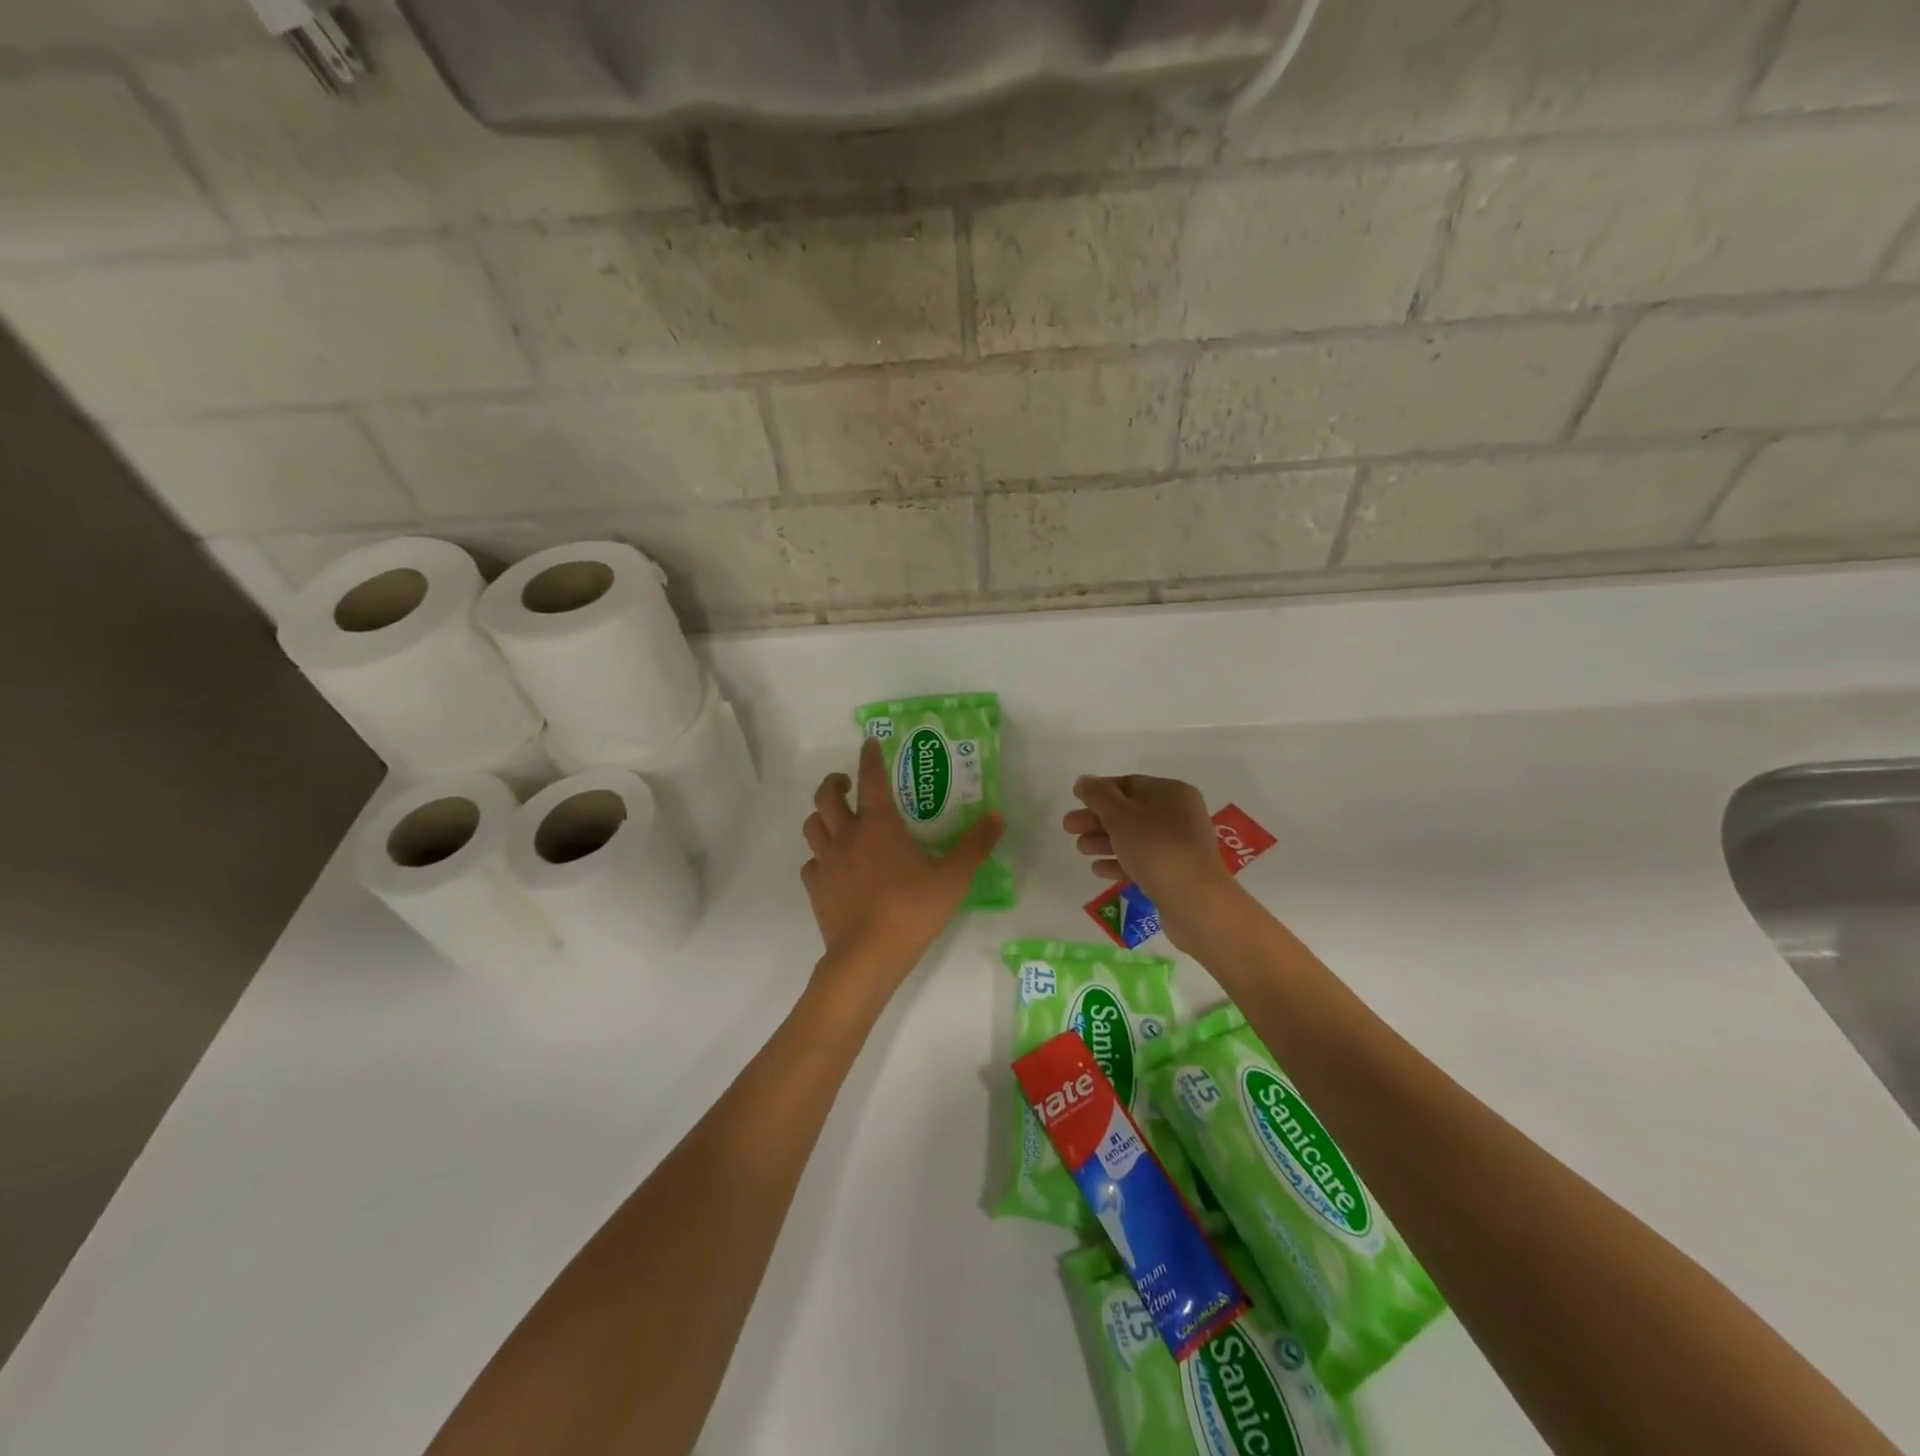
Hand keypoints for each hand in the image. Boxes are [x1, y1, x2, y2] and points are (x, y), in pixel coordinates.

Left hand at [801, 737, 1002, 1010]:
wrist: (868, 955)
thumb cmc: (912, 909)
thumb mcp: (954, 877)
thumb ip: (975, 845)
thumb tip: (997, 816)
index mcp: (879, 825)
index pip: (871, 779)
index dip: (870, 757)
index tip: (869, 743)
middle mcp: (847, 836)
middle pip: (827, 797)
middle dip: (834, 782)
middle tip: (846, 782)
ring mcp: (827, 863)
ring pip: (813, 826)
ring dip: (822, 816)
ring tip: (836, 818)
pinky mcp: (816, 889)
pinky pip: (811, 863)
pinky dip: (819, 857)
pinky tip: (832, 865)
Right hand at [1064, 774, 1237, 950]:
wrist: (1194, 900)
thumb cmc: (1156, 847)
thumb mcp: (1120, 814)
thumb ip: (1098, 795)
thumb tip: (1083, 781)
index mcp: (1172, 792)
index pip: (1129, 784)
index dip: (1100, 791)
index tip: (1076, 801)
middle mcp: (1179, 815)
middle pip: (1130, 812)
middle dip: (1097, 819)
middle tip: (1069, 827)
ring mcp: (1179, 846)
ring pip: (1134, 838)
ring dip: (1105, 841)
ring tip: (1081, 849)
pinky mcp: (1175, 874)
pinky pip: (1142, 862)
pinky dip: (1119, 862)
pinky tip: (1098, 869)